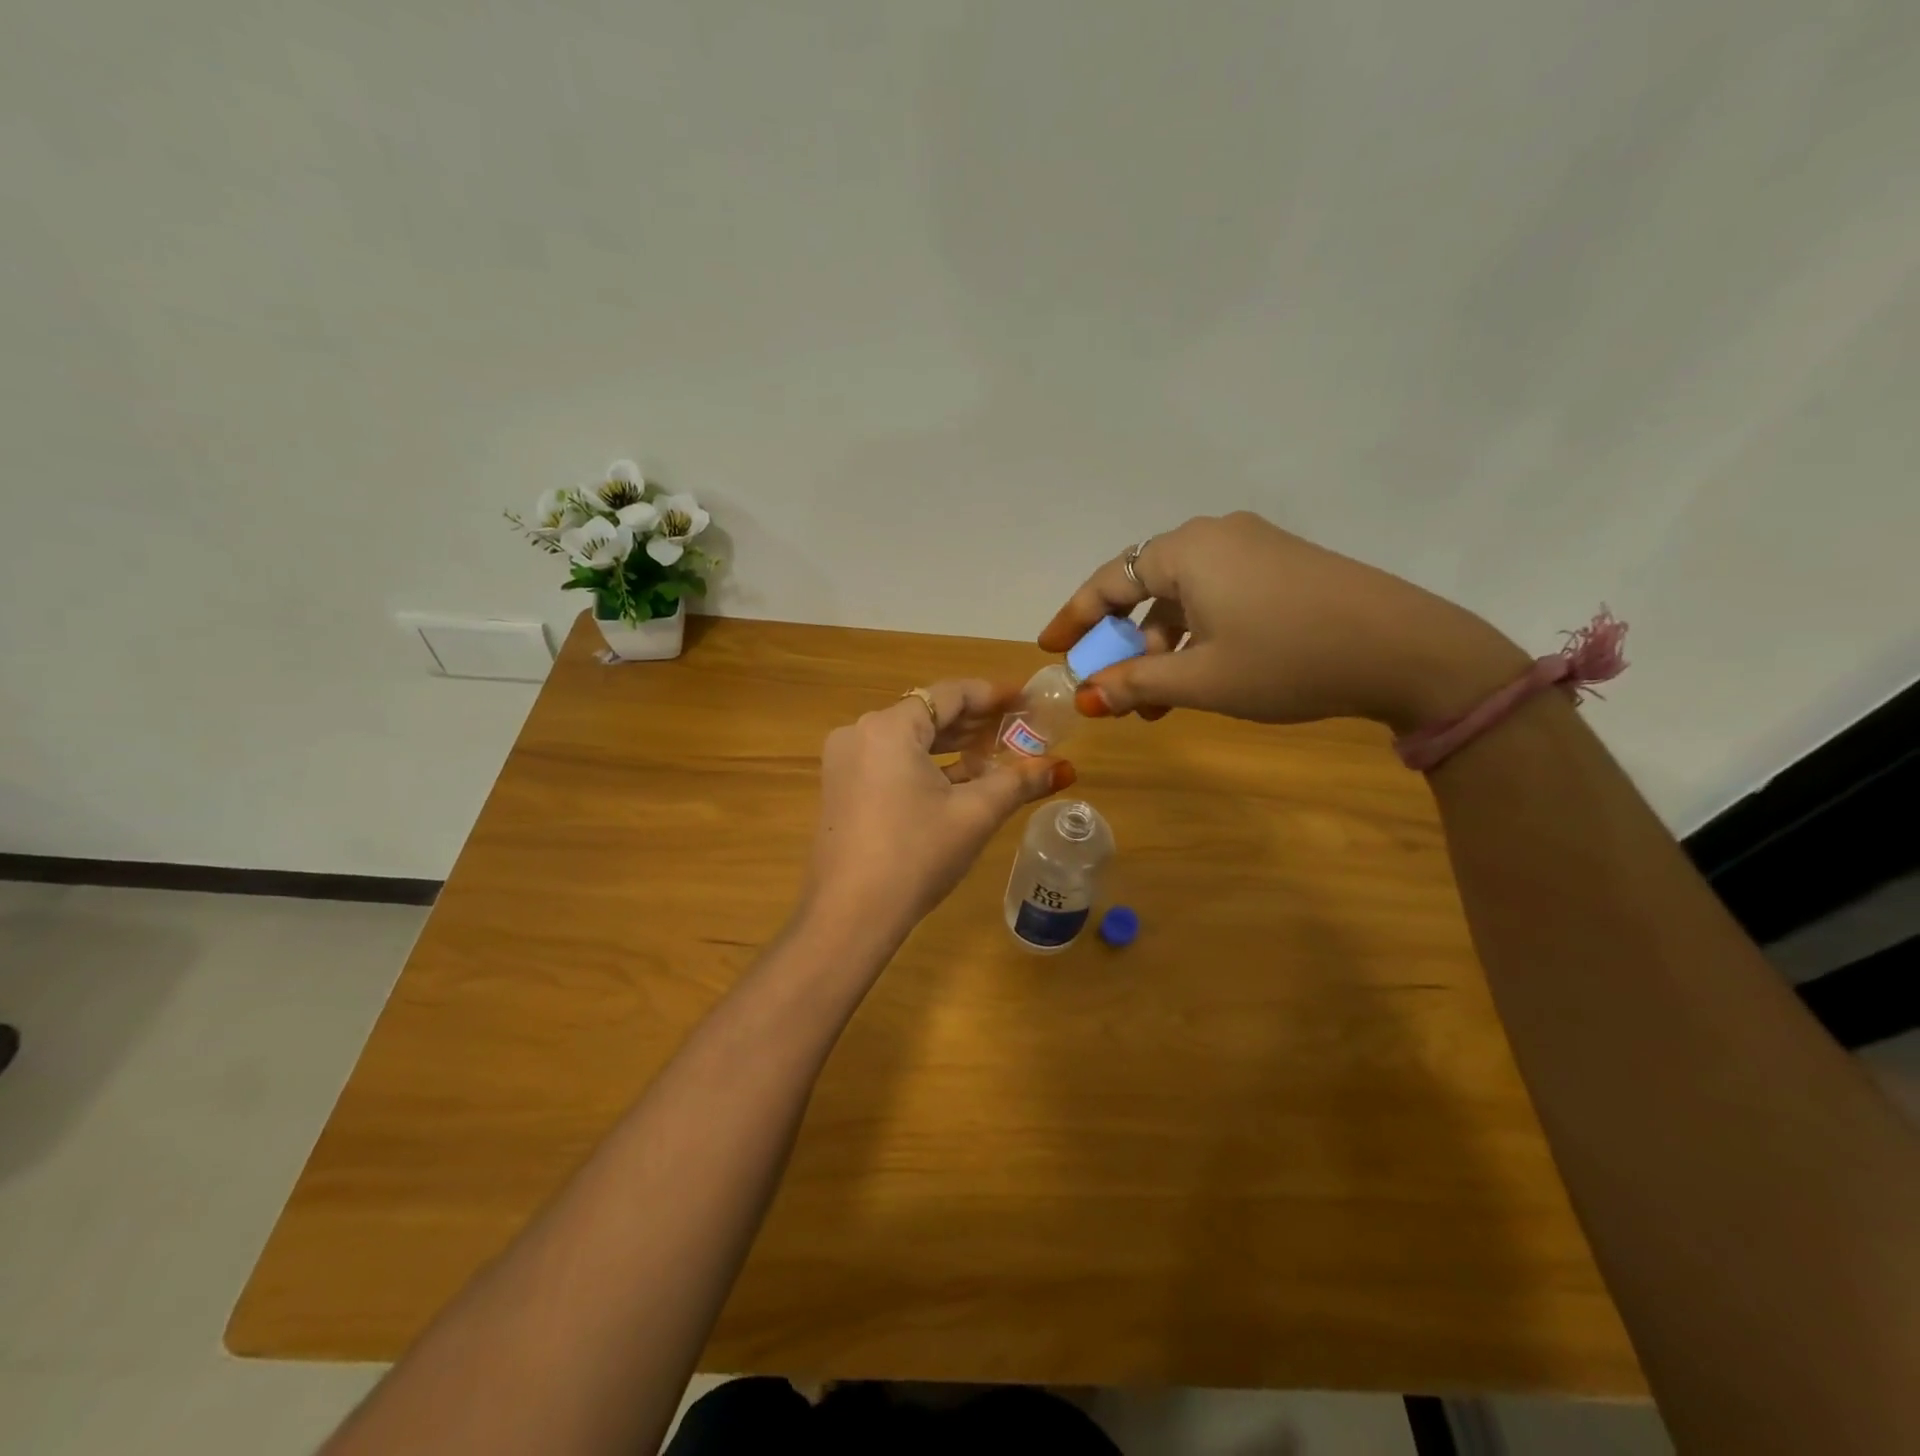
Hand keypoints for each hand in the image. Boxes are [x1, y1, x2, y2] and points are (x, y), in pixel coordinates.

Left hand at [803, 680, 1074, 944]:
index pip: (950, 694)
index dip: (993, 695)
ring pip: (910, 739)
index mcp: (889, 727)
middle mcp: (860, 733)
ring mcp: (845, 761)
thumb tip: (1063, 768)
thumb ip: (1018, 782)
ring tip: (996, 753)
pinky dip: (926, 765)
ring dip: (953, 745)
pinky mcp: (842, 787)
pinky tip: (960, 780)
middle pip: (928, 713)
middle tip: (1018, 728)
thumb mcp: (974, 815)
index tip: (1027, 700)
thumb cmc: (916, 855)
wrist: (850, 916)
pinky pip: (891, 760)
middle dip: (975, 722)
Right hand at [1039, 513, 1528, 732]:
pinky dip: (1197, 637)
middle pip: (1144, 590)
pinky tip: (1200, 678)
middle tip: (1111, 689)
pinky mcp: (1283, 566)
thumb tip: (1087, 698)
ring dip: (1161, 649)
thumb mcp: (1202, 679)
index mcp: (1186, 551)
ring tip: (1158, 703)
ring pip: (1183, 599)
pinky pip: (1217, 598)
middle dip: (1123, 644)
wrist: (1405, 649)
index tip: (1050, 650)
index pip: (1108, 582)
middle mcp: (1215, 536)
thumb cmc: (1287, 660)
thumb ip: (1136, 684)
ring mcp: (1254, 548)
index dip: (1073, 619)